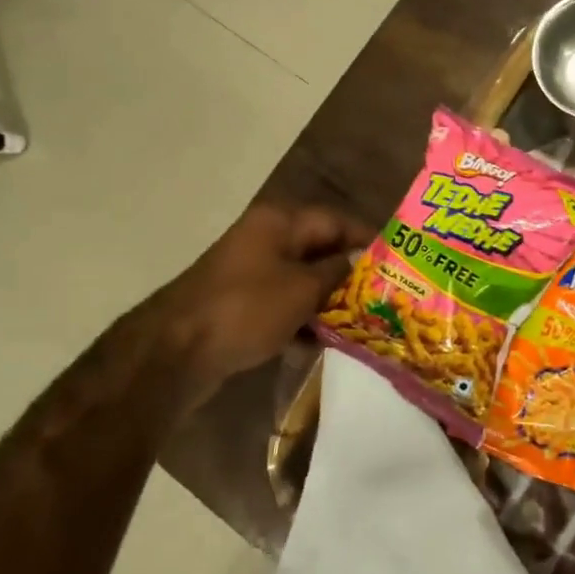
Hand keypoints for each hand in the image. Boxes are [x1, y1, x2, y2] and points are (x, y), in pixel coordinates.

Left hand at [144, 202, 363, 404]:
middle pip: (320, 250)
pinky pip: (283, 303)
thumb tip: (359, 260)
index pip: (336, 220)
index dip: (367, 239)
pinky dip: (303, 318)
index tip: (397, 262)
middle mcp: (264, 238)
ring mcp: (250, 271)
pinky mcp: (241, 302)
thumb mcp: (303, 289)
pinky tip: (322, 342)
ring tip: (360, 323)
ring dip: (328, 300)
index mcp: (279, 222)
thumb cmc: (247, 310)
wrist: (177, 352)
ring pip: (303, 280)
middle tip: (384, 297)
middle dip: (350, 274)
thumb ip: (337, 271)